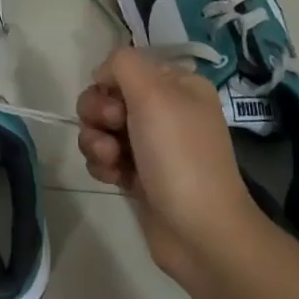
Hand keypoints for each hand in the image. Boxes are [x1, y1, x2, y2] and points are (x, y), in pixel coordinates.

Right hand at [76, 47, 263, 283]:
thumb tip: (103, 75)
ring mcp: (152, 145)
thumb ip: (123, 64)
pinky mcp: (138, 174)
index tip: (117, 105)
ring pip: (100, 127)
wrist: (201, 234)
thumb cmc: (180, 157)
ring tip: (113, 162)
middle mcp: (166, 110)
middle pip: (107, 96)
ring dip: (96, 142)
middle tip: (113, 134)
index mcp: (178, 86)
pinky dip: (103, 165)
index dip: (110, 83)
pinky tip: (115, 179)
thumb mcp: (154, 94)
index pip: (125, 66)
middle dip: (99, 114)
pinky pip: (104, 156)